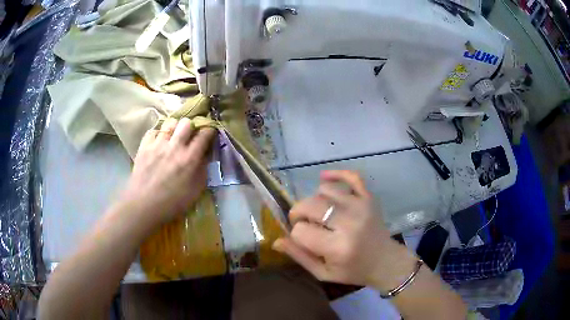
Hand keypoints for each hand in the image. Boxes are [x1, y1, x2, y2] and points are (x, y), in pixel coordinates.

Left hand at [121, 118, 215, 224]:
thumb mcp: (195, 192)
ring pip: (170, 123)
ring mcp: (158, 144)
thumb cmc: (172, 204)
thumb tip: (204, 156)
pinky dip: (158, 134)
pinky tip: (158, 143)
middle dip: (191, 127)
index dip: (209, 131)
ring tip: (173, 138)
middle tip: (189, 136)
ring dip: (174, 128)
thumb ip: (202, 171)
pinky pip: (153, 131)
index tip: (209, 134)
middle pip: (186, 122)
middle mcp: (175, 146)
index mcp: (190, 158)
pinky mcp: (144, 146)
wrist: (143, 207)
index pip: (204, 134)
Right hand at [273, 170, 412, 288]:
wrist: (385, 261)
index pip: (300, 231)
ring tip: (319, 212)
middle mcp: (349, 223)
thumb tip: (276, 241)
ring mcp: (361, 206)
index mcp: (337, 247)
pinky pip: (351, 176)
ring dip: (315, 200)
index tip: (301, 239)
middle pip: (309, 205)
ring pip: (325, 190)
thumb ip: (299, 256)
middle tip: (303, 222)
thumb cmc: (353, 270)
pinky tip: (324, 178)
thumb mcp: (323, 272)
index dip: (295, 234)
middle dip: (298, 213)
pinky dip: (336, 173)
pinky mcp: (369, 197)